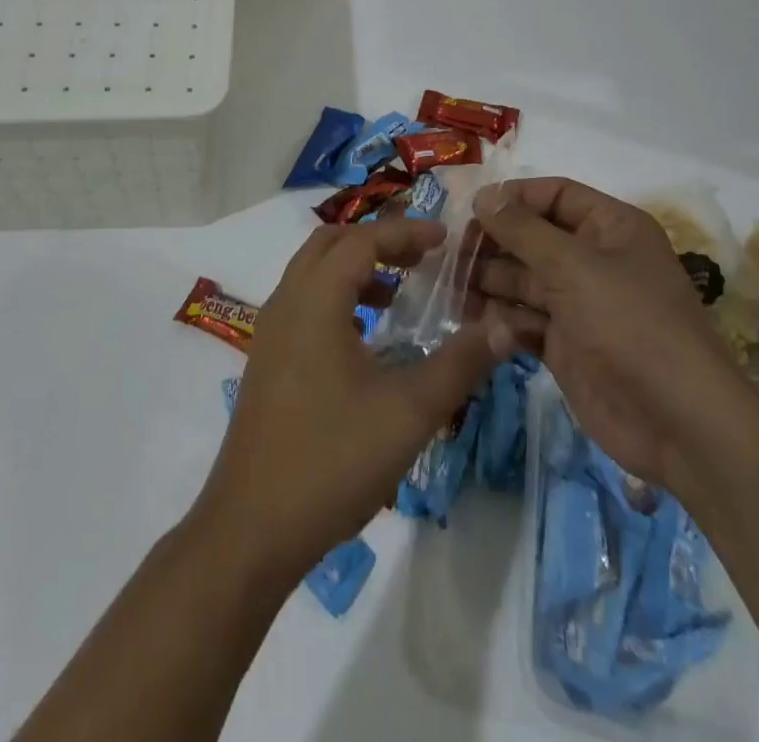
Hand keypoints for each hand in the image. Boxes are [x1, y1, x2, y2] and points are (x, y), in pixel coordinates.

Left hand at [191, 219, 517, 583]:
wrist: (253, 526)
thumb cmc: (333, 460)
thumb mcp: (409, 412)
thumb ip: (460, 364)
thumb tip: (505, 326)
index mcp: (315, 300)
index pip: (361, 240)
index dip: (405, 232)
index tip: (444, 238)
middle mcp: (286, 302)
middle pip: (330, 244)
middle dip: (377, 240)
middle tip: (421, 256)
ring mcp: (271, 332)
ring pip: (312, 273)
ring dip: (355, 269)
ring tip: (399, 293)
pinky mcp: (267, 359)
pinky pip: (304, 303)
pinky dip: (337, 298)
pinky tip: (367, 337)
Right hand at [470, 178, 758, 491]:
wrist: (679, 425)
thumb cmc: (631, 325)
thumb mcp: (574, 266)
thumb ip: (522, 229)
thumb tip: (484, 196)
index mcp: (610, 228)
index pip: (553, 195)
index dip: (512, 198)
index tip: (469, 211)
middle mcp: (593, 260)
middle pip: (530, 238)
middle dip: (491, 245)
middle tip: (449, 256)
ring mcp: (578, 304)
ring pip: (521, 280)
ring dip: (487, 283)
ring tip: (452, 291)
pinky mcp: (565, 344)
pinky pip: (524, 320)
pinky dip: (502, 322)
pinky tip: (483, 328)